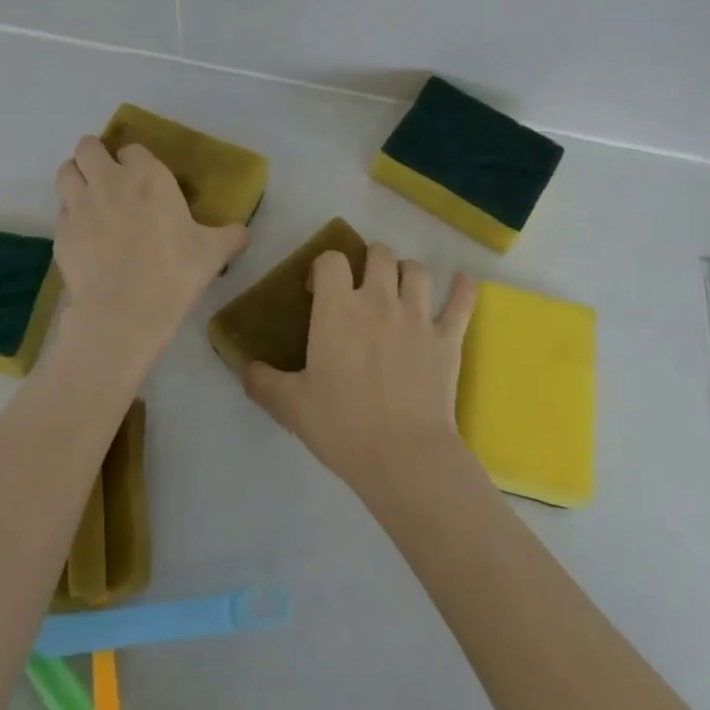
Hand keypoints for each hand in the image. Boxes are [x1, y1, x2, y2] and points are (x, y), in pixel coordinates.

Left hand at [52, 136, 248, 368]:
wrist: (124, 311)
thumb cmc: (174, 272)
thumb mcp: (212, 253)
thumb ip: (230, 237)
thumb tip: (244, 233)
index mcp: (148, 176)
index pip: (133, 149)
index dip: (135, 161)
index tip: (143, 178)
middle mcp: (109, 180)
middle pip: (88, 147)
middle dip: (95, 155)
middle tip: (106, 175)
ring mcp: (79, 205)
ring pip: (65, 171)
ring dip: (76, 176)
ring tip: (87, 194)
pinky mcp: (60, 232)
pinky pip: (61, 211)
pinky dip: (70, 215)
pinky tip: (84, 234)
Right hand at [243, 242, 476, 498]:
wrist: (403, 456)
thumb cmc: (342, 426)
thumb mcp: (291, 406)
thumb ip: (263, 382)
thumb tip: (244, 368)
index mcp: (337, 308)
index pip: (331, 260)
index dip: (322, 267)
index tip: (317, 289)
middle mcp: (379, 300)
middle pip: (379, 254)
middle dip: (369, 261)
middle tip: (362, 285)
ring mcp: (418, 316)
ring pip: (417, 270)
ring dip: (407, 273)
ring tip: (401, 288)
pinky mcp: (448, 337)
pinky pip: (461, 302)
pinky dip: (463, 289)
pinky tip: (464, 281)